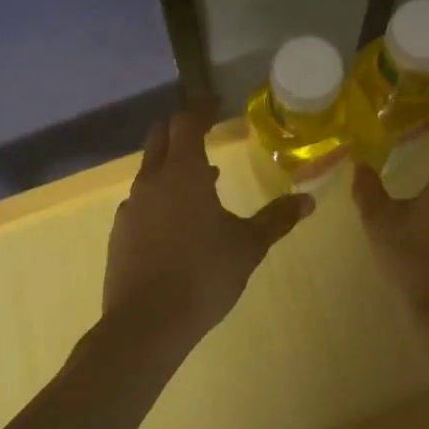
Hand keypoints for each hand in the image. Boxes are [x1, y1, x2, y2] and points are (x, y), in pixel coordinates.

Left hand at [103, 111, 311, 349]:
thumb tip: (308, 201)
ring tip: (202, 182)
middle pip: (160, 138)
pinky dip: (161, 197)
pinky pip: (142, 202)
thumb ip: (276, 219)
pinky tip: (178, 223)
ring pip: (150, 171)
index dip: (201, 108)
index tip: (215, 103)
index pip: (187, 122)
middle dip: (180, 128)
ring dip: (172, 166)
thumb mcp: (248, 246)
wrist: (144, 326)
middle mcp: (152, 181)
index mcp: (183, 173)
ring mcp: (131, 208)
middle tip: (203, 131)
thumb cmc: (202, 274)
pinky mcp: (120, 235)